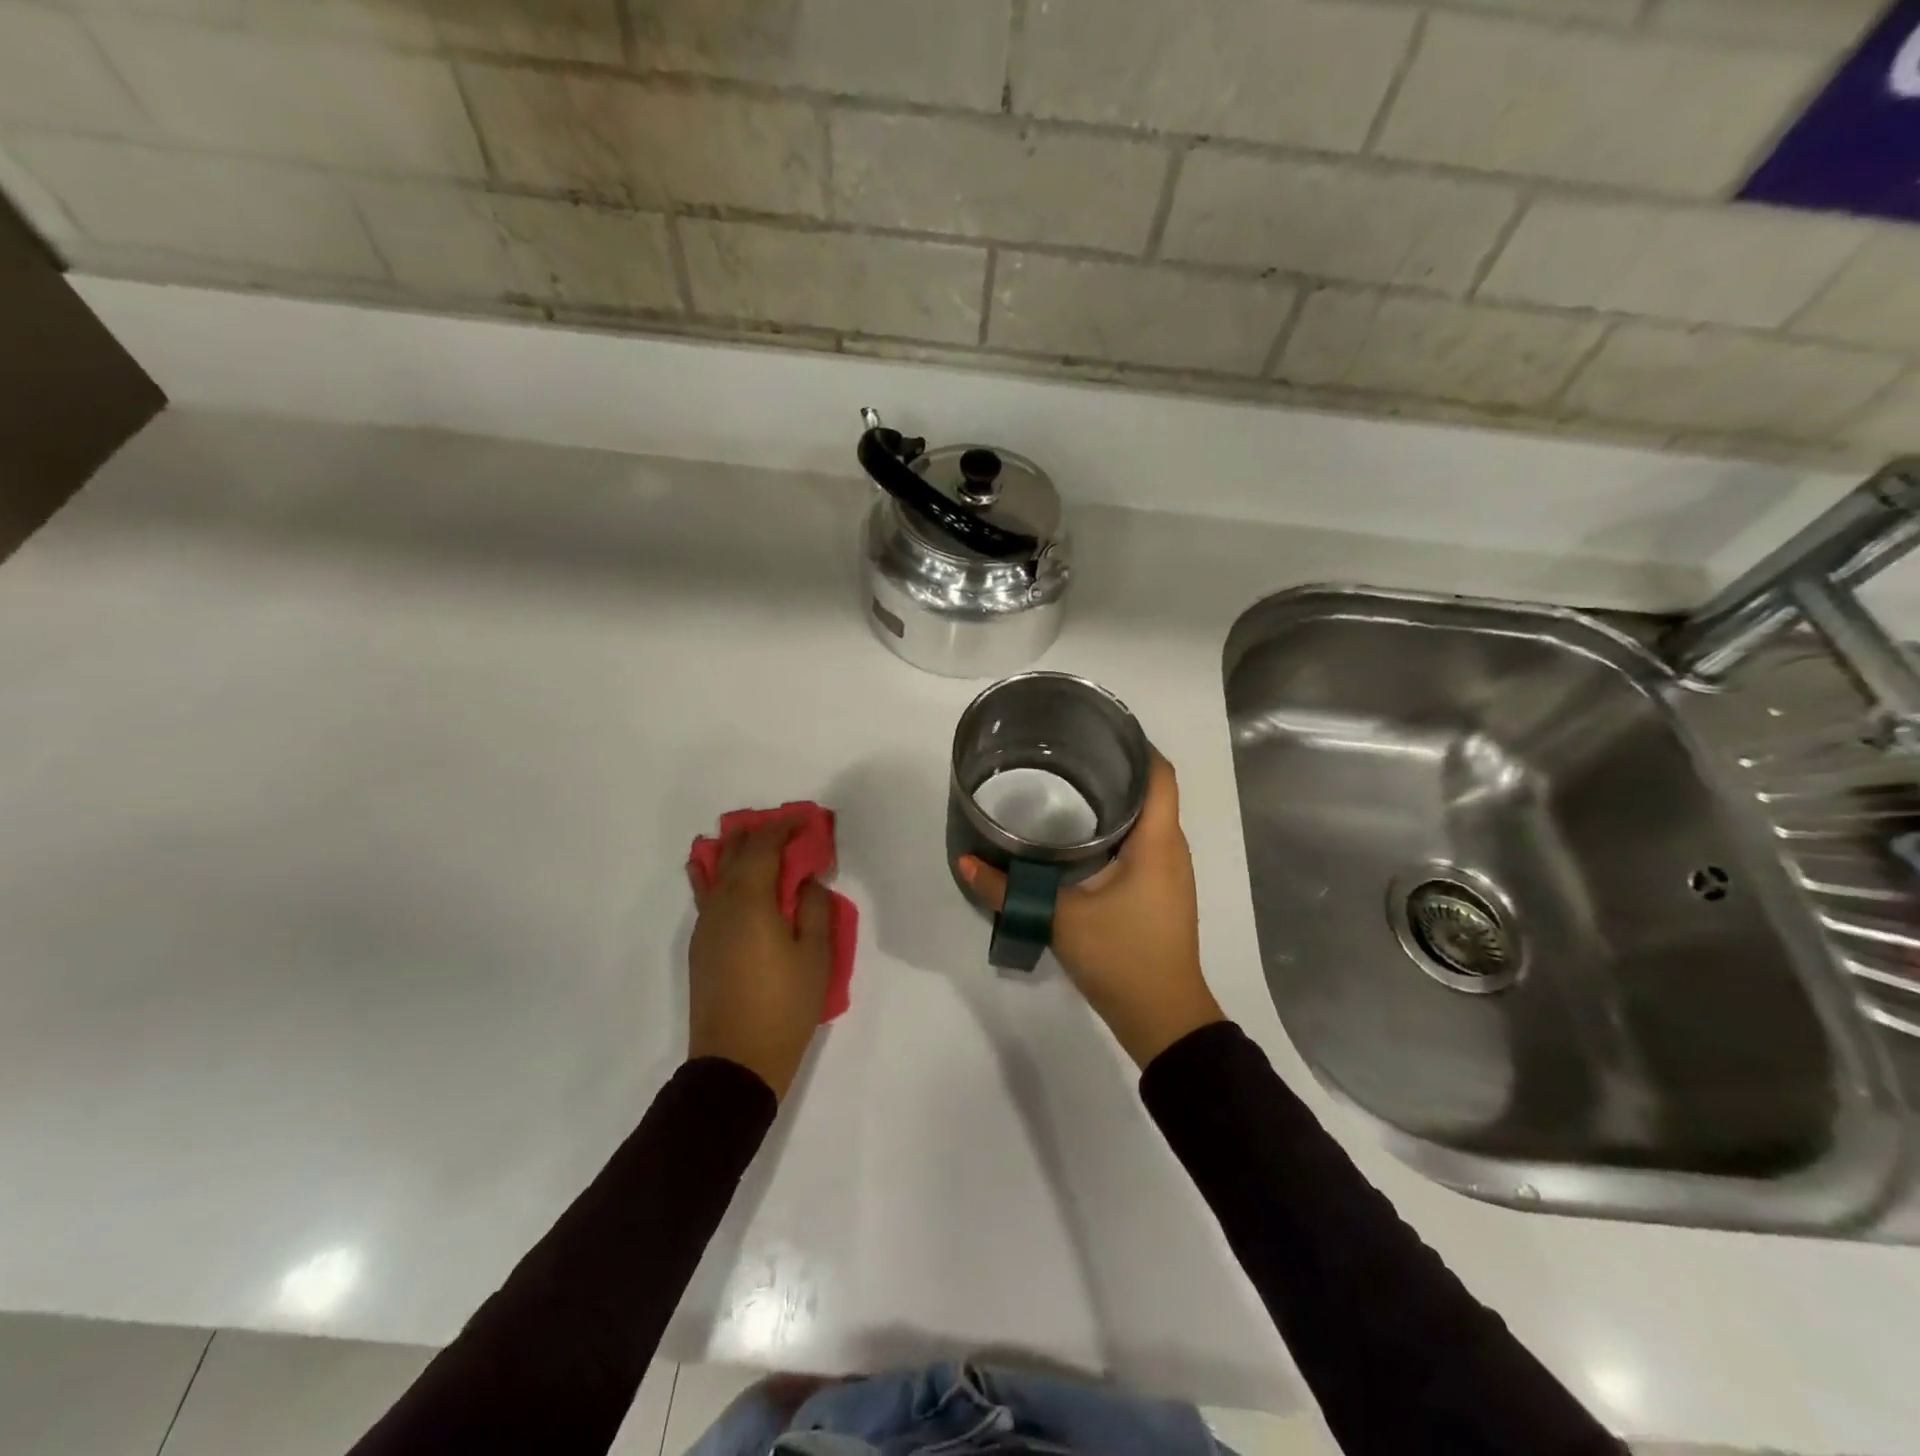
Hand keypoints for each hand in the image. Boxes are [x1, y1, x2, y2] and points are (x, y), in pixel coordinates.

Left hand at [686, 819, 831, 1098]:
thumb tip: (806, 881)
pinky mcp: (701, 946)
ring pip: (714, 872)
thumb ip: (815, 908)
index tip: (806, 819)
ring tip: (755, 843)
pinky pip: (707, 895)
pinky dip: (717, 875)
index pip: (763, 846)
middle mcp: (720, 904)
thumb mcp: (815, 955)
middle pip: (733, 852)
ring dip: (737, 852)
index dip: (784, 826)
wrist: (735, 1062)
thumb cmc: (784, 1005)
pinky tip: (721, 875)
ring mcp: (705, 926)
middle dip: (759, 833)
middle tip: (786, 829)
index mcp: (750, 900)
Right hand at [958, 750, 1223, 1067]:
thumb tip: (967, 864)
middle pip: (1153, 791)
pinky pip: (1144, 844)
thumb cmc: (1122, 957)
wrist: (1163, 1019)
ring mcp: (1169, 873)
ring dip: (1117, 799)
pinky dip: (1118, 828)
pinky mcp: (1160, 893)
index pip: (1160, 775)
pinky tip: (1082, 835)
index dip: (1139, 744)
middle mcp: (1171, 849)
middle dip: (1117, 766)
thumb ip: (1011, 889)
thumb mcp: (1060, 918)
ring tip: (1071, 783)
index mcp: (1157, 842)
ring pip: (1148, 819)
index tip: (1101, 727)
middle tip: (1069, 752)